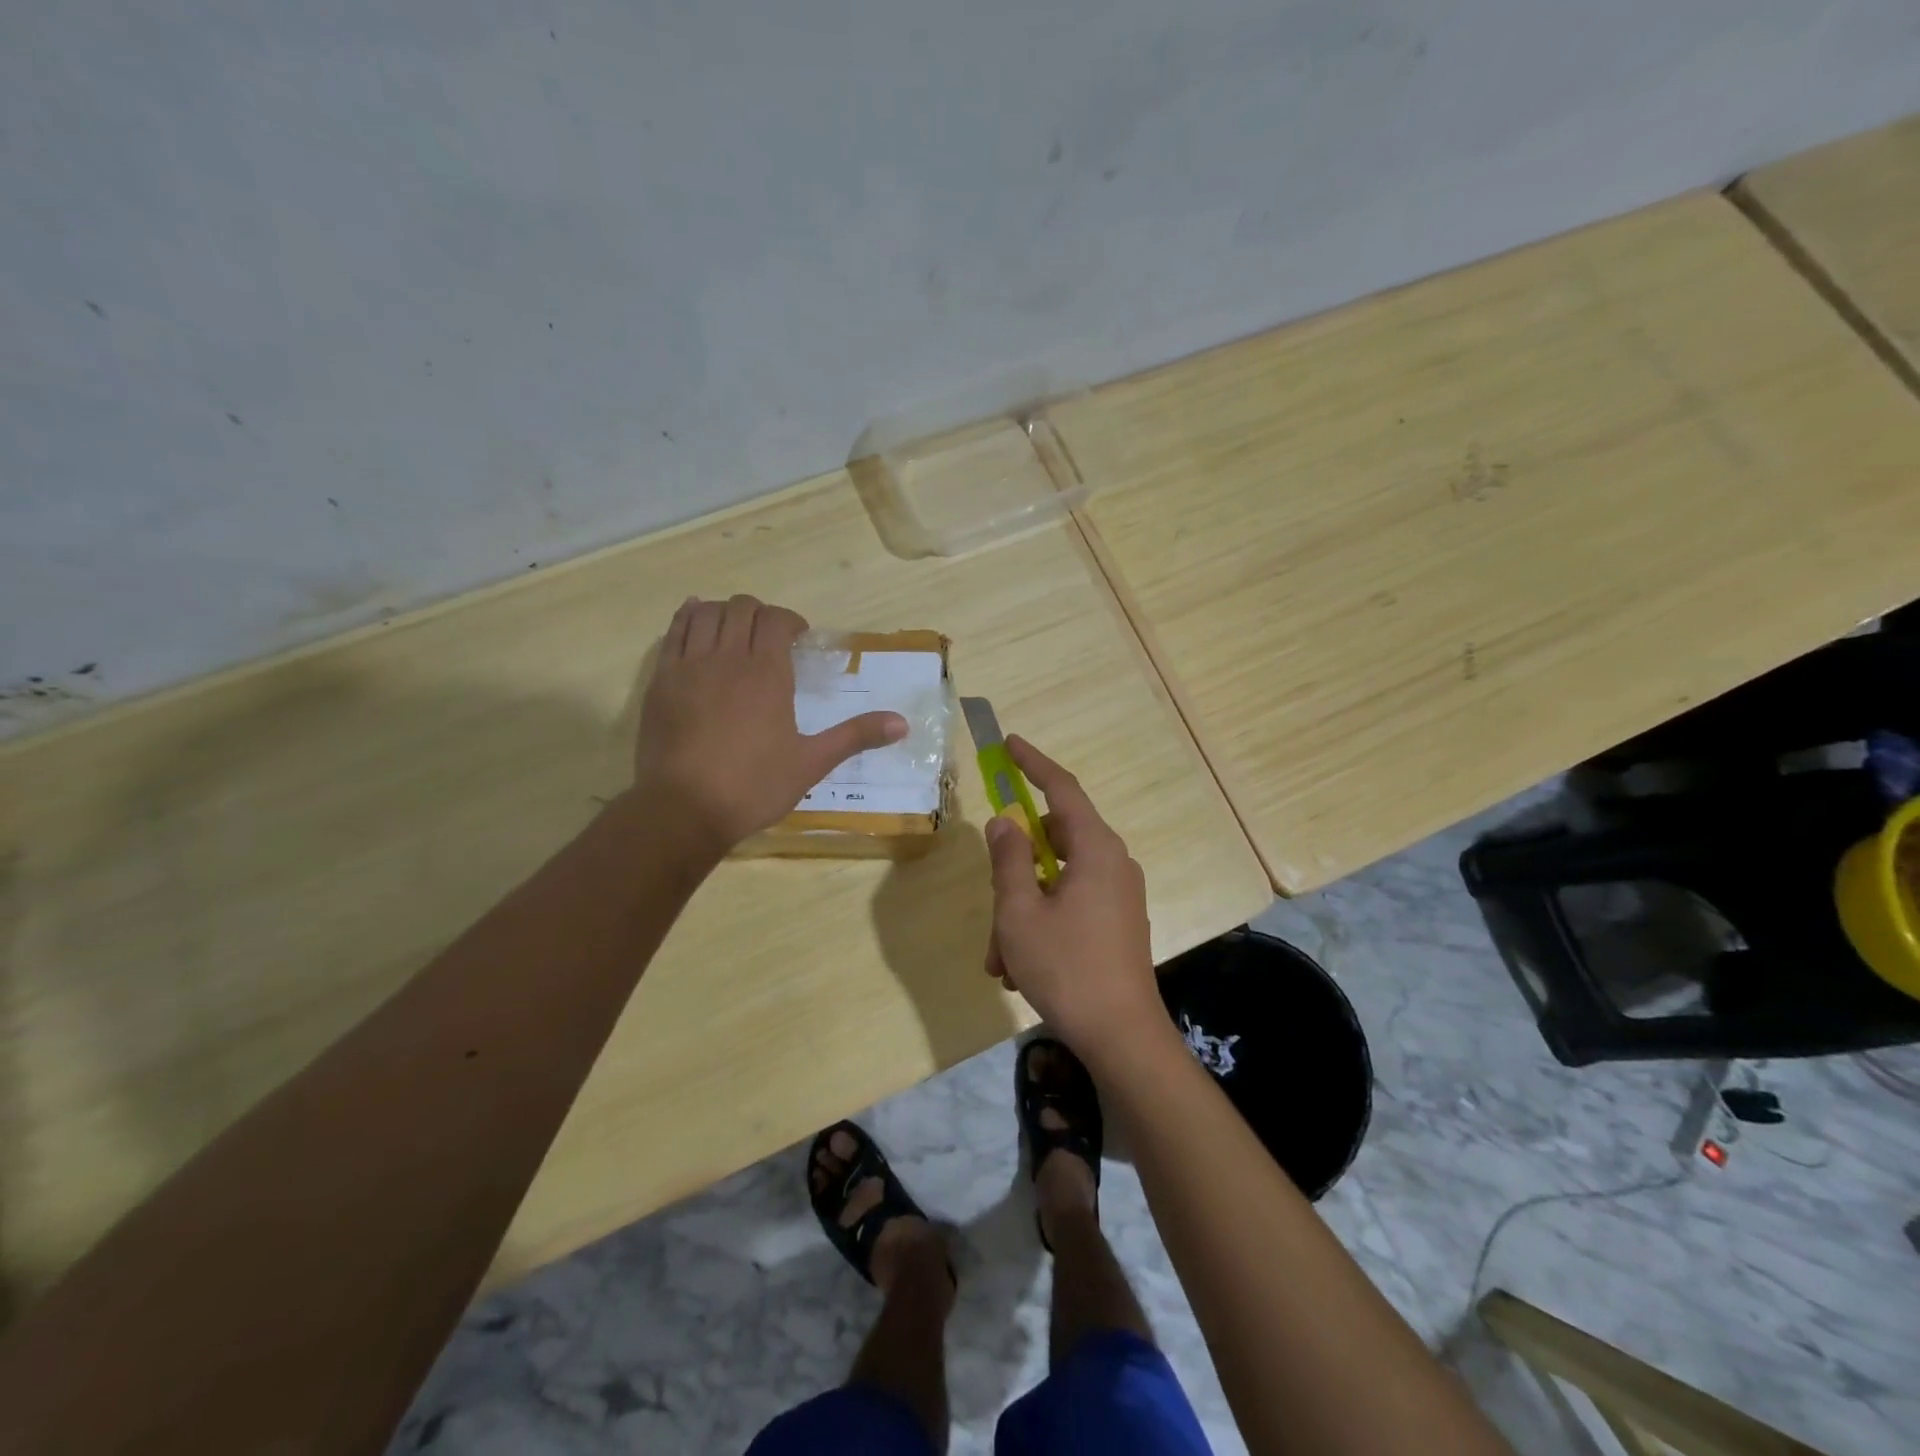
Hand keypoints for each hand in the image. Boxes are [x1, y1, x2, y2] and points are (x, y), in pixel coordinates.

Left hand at [635, 596, 907, 851]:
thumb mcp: (812, 763)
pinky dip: (687, 618)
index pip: (776, 620)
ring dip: (724, 612)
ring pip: (705, 613)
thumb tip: (903, 724)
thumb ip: (856, 736)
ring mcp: (688, 666)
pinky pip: (673, 632)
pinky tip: (696, 623)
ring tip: (735, 630)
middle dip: (760, 614)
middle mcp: (727, 657)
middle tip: (770, 637)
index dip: (790, 621)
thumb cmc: (753, 786)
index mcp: (766, 672)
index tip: (799, 638)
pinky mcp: (660, 680)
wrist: (683, 810)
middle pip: (741, 608)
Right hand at [983, 737, 1168, 1065]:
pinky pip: (1071, 905)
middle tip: (991, 906)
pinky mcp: (1118, 922)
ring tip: (1001, 957)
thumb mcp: (1020, 912)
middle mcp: (1113, 863)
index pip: (1062, 788)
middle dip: (1014, 871)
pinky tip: (1020, 968)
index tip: (1009, 743)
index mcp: (1096, 849)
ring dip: (1021, 908)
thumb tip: (1004, 822)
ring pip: (1056, 881)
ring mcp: (1119, 894)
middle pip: (1053, 841)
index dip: (1033, 763)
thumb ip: (1008, 859)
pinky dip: (1042, 922)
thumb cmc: (1066, 967)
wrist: (1122, 1036)